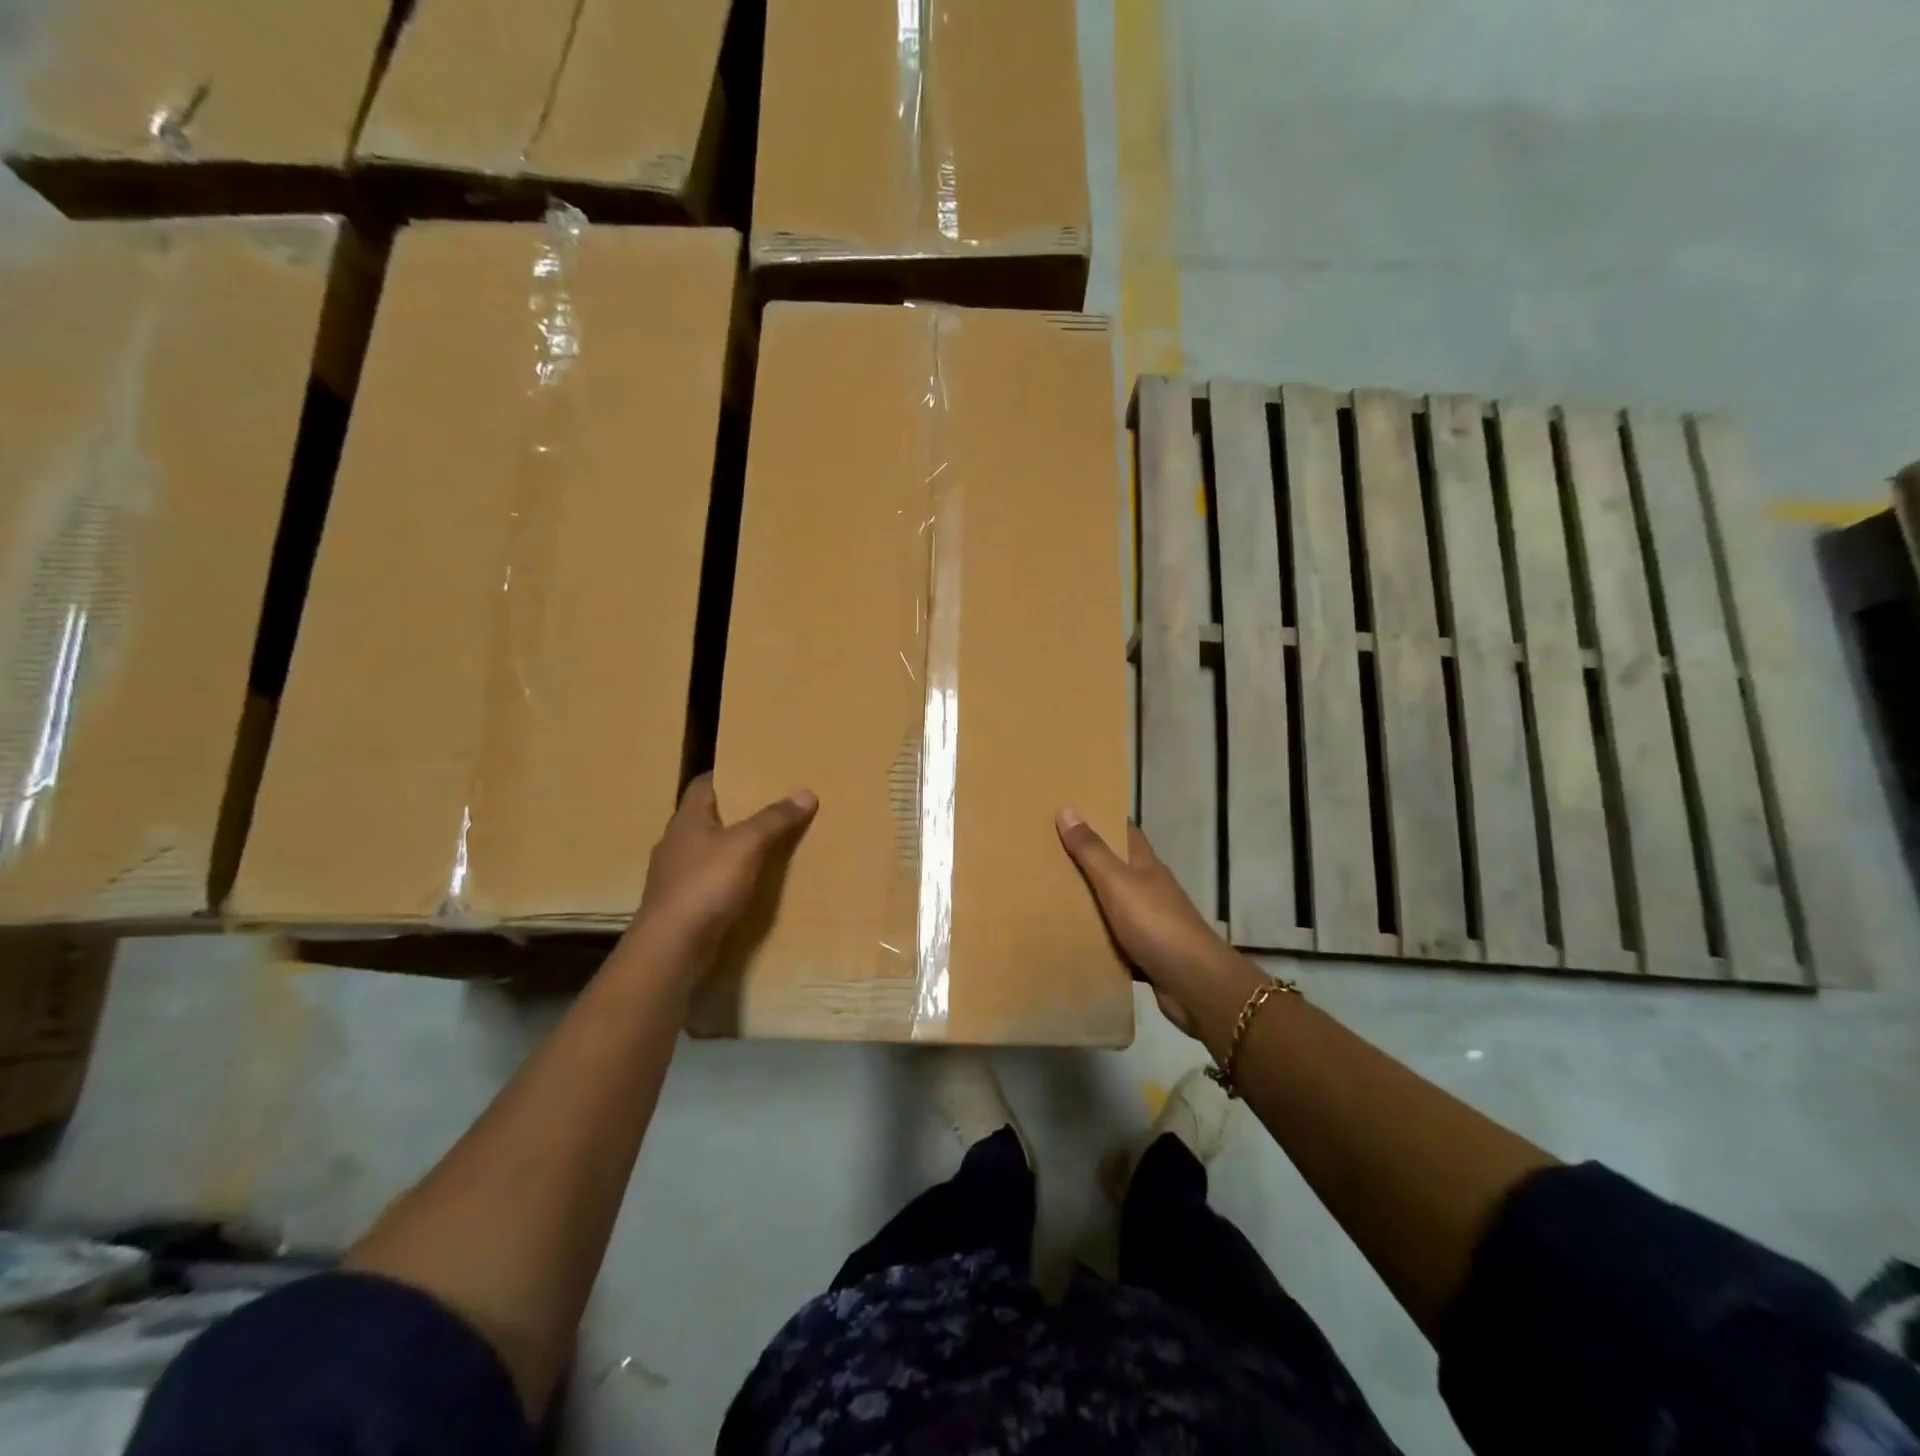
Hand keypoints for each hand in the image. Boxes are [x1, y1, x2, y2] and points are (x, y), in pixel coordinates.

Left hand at [620, 774, 817, 984]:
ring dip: (733, 848)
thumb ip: (774, 819)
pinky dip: (730, 878)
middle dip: (737, 812)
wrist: (671, 948)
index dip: (728, 775)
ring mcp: (675, 877)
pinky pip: (710, 881)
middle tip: (773, 806)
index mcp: (686, 820)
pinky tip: (752, 884)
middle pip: (708, 817)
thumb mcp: (746, 845)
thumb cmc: (705, 885)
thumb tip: (806, 792)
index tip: (756, 771)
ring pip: (709, 851)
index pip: (703, 784)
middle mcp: (676, 843)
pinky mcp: (682, 906)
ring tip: (769, 844)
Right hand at [1055, 809, 1261, 1041]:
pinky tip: (1073, 938)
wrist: (1194, 983)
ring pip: (1116, 904)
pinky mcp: (1148, 953)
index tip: (1075, 811)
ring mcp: (1152, 922)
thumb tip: (1067, 808)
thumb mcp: (1117, 882)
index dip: (1104, 820)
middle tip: (1050, 854)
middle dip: (1090, 860)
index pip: (1126, 833)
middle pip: (1118, 867)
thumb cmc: (1156, 923)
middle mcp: (1151, 889)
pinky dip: (1097, 936)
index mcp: (1146, 866)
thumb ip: (1092, 850)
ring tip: (1051, 895)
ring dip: (1091, 900)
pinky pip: (1116, 939)